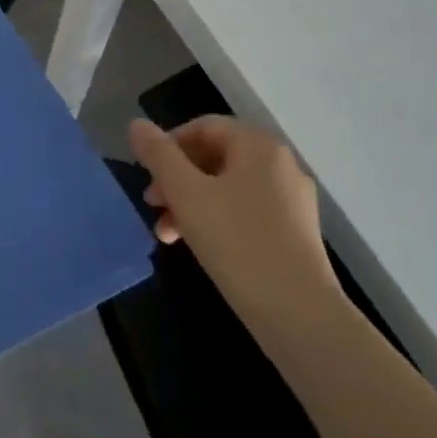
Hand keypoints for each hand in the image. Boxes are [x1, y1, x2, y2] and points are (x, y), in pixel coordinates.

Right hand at [128, 116, 341, 332]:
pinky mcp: (294, 231)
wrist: (299, 313)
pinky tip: (197, 245)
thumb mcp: (186, 194)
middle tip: (152, 204)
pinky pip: (245, 210)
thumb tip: (136, 124)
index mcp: (258, 146)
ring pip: (227, 187)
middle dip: (176, 178)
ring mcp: (291, 199)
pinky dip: (216, 219)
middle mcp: (280, 164)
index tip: (146, 174)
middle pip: (215, 156)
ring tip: (166, 233)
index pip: (204, 127)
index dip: (168, 145)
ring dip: (191, 202)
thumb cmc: (237, 243)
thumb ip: (159, 155)